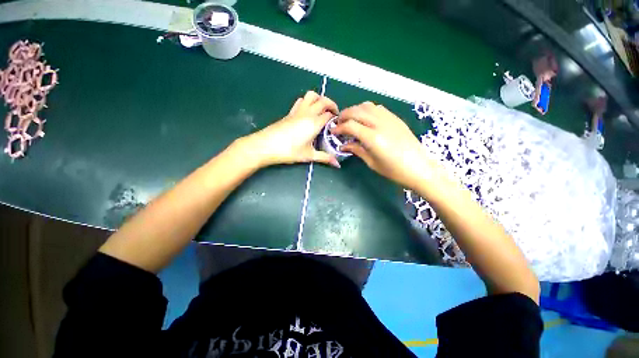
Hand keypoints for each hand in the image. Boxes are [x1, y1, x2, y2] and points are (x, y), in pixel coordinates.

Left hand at [240, 91, 339, 167]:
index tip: (338, 125)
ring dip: (319, 99)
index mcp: (314, 123)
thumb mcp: (309, 155)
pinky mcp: (290, 113)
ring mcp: (297, 111)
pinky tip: (308, 112)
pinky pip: (301, 101)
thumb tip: (337, 165)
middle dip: (332, 105)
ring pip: (311, 96)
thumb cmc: (289, 151)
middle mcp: (307, 113)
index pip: (329, 114)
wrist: (266, 145)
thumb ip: (324, 158)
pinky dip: (307, 102)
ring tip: (322, 110)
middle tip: (334, 114)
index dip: (336, 118)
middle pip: (323, 100)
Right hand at [333, 102, 445, 189]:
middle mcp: (380, 124)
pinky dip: (367, 110)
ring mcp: (390, 119)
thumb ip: (357, 150)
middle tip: (338, 124)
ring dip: (355, 110)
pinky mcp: (396, 119)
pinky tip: (365, 119)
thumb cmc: (394, 171)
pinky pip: (378, 108)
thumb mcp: (372, 163)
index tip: (333, 132)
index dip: (339, 128)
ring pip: (367, 106)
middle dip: (344, 115)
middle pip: (357, 111)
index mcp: (373, 138)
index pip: (350, 125)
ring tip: (350, 119)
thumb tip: (344, 145)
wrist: (419, 168)